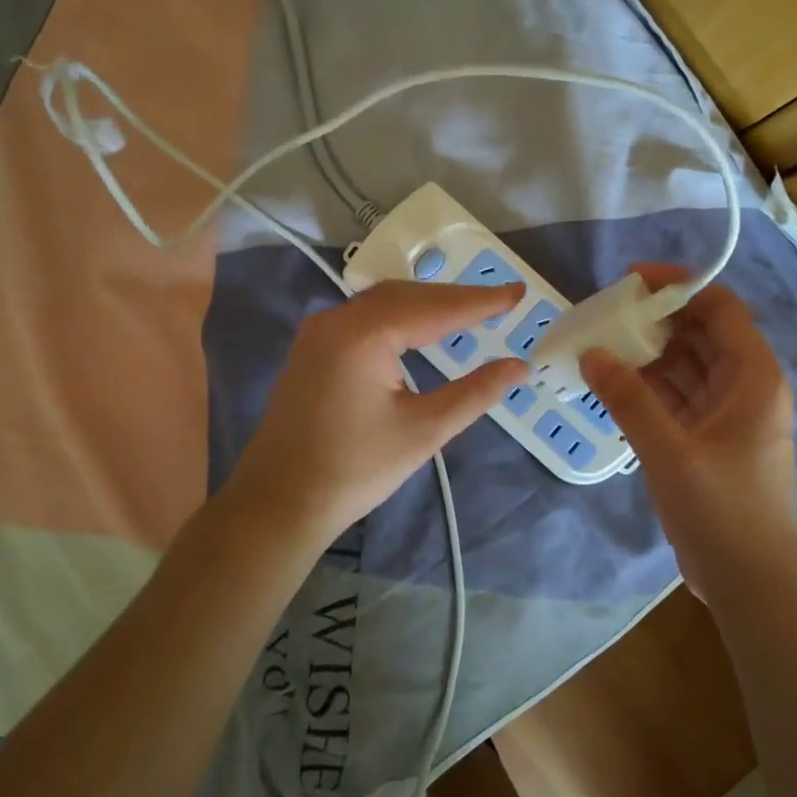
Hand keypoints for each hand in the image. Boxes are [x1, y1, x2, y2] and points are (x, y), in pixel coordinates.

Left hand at [225, 280, 528, 550]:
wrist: (278, 502)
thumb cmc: (355, 470)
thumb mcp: (424, 431)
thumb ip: (474, 393)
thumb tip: (519, 366)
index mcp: (364, 334)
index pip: (435, 307)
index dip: (480, 301)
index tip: (517, 293)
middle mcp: (337, 320)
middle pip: (407, 295)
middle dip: (455, 298)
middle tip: (499, 303)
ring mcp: (319, 331)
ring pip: (384, 303)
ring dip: (427, 305)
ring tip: (469, 312)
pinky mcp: (312, 348)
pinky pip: (364, 318)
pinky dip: (400, 317)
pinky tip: (420, 328)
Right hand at [581, 265, 796, 593]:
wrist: (750, 584)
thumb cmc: (722, 512)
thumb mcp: (670, 452)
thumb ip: (628, 399)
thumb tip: (591, 352)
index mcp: (752, 377)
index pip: (719, 308)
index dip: (679, 286)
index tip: (631, 280)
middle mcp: (744, 386)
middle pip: (700, 333)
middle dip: (655, 320)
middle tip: (604, 314)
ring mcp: (726, 414)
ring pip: (686, 365)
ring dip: (647, 354)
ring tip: (600, 344)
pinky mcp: (708, 438)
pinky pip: (677, 396)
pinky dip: (647, 387)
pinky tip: (612, 384)